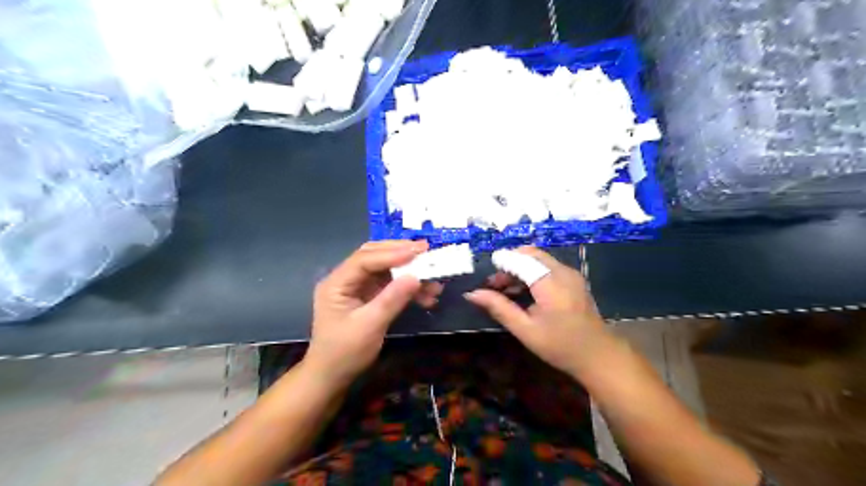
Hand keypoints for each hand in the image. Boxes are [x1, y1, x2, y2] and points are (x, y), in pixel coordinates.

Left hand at [303, 242, 439, 387]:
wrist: (332, 378)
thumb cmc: (345, 353)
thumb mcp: (370, 326)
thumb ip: (392, 299)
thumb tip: (416, 276)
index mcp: (337, 283)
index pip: (364, 260)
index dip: (391, 253)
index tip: (418, 252)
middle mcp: (345, 280)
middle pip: (374, 257)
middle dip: (401, 254)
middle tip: (426, 251)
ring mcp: (357, 288)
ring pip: (384, 270)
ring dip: (408, 273)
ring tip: (433, 279)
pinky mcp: (367, 298)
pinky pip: (389, 285)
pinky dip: (406, 288)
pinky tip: (425, 296)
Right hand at [468, 247, 614, 379]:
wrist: (598, 356)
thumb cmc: (559, 346)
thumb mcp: (525, 330)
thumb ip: (499, 308)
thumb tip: (472, 294)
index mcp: (550, 283)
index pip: (520, 260)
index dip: (500, 262)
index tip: (484, 276)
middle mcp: (562, 272)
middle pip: (530, 255)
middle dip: (509, 264)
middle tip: (494, 285)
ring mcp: (570, 274)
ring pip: (538, 259)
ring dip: (519, 268)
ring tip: (504, 290)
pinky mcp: (573, 279)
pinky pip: (548, 266)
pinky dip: (531, 272)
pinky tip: (524, 291)